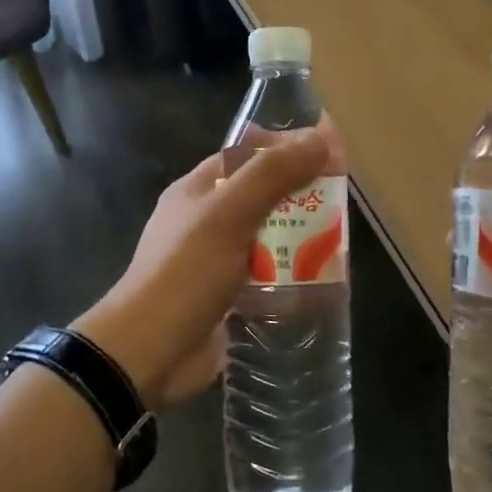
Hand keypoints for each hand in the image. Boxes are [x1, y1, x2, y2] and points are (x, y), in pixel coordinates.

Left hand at [75, 131, 329, 411]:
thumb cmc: (186, 272)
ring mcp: (216, 261)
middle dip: (299, 196)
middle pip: (261, 196)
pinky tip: (321, 280)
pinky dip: (291, 275)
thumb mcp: (229, 214)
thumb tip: (319, 138)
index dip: (285, 149)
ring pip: (267, 238)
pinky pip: (267, 276)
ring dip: (299, 238)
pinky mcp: (228, 297)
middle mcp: (206, 221)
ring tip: (339, 241)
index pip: (246, 155)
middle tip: (341, 201)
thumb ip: (272, 175)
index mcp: (197, 190)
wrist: (150, 352)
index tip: (328, 152)